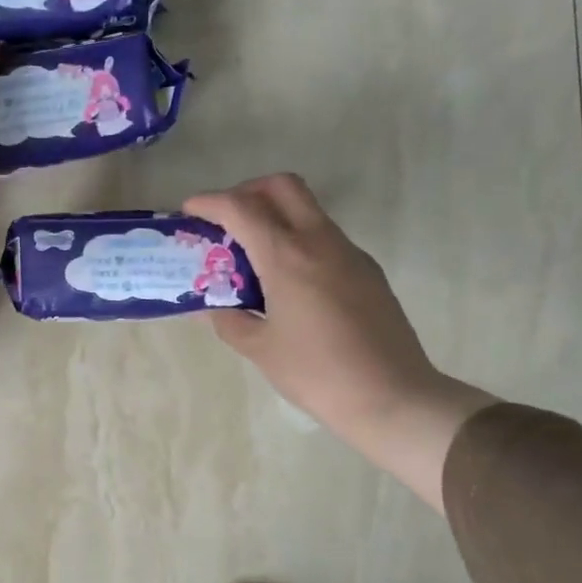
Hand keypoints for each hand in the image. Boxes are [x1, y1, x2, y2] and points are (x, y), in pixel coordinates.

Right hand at [182, 174, 493, 510]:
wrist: (392, 396)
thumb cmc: (317, 374)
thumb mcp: (261, 350)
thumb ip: (229, 320)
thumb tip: (209, 307)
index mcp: (288, 257)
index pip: (241, 208)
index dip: (209, 202)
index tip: (189, 211)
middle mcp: (320, 242)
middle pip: (282, 186)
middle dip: (247, 191)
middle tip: (226, 219)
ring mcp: (349, 253)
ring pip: (308, 209)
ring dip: (275, 215)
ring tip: (252, 254)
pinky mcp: (367, 270)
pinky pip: (325, 237)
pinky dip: (298, 239)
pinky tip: (288, 281)